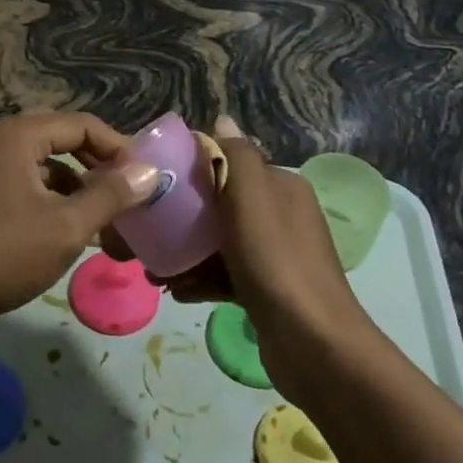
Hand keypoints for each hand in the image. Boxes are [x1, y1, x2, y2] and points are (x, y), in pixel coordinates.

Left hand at [0, 112, 159, 335]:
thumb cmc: (3, 251)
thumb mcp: (66, 226)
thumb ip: (109, 196)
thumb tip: (147, 173)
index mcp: (20, 135)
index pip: (83, 125)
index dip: (119, 147)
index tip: (147, 177)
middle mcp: (3, 141)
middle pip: (65, 141)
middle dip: (100, 167)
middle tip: (131, 195)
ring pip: (48, 168)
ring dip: (80, 189)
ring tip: (110, 221)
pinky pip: (31, 187)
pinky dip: (57, 203)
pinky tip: (74, 233)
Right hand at [122, 117, 379, 403]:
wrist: (313, 344)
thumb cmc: (275, 260)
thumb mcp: (252, 197)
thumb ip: (237, 155)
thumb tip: (222, 118)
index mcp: (281, 186)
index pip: (231, 163)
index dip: (193, 169)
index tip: (157, 182)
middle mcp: (281, 215)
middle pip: (221, 204)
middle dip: (184, 217)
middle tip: (148, 230)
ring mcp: (275, 255)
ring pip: (219, 242)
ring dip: (186, 252)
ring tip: (154, 269)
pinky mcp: (267, 291)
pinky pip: (225, 274)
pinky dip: (200, 279)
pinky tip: (176, 290)